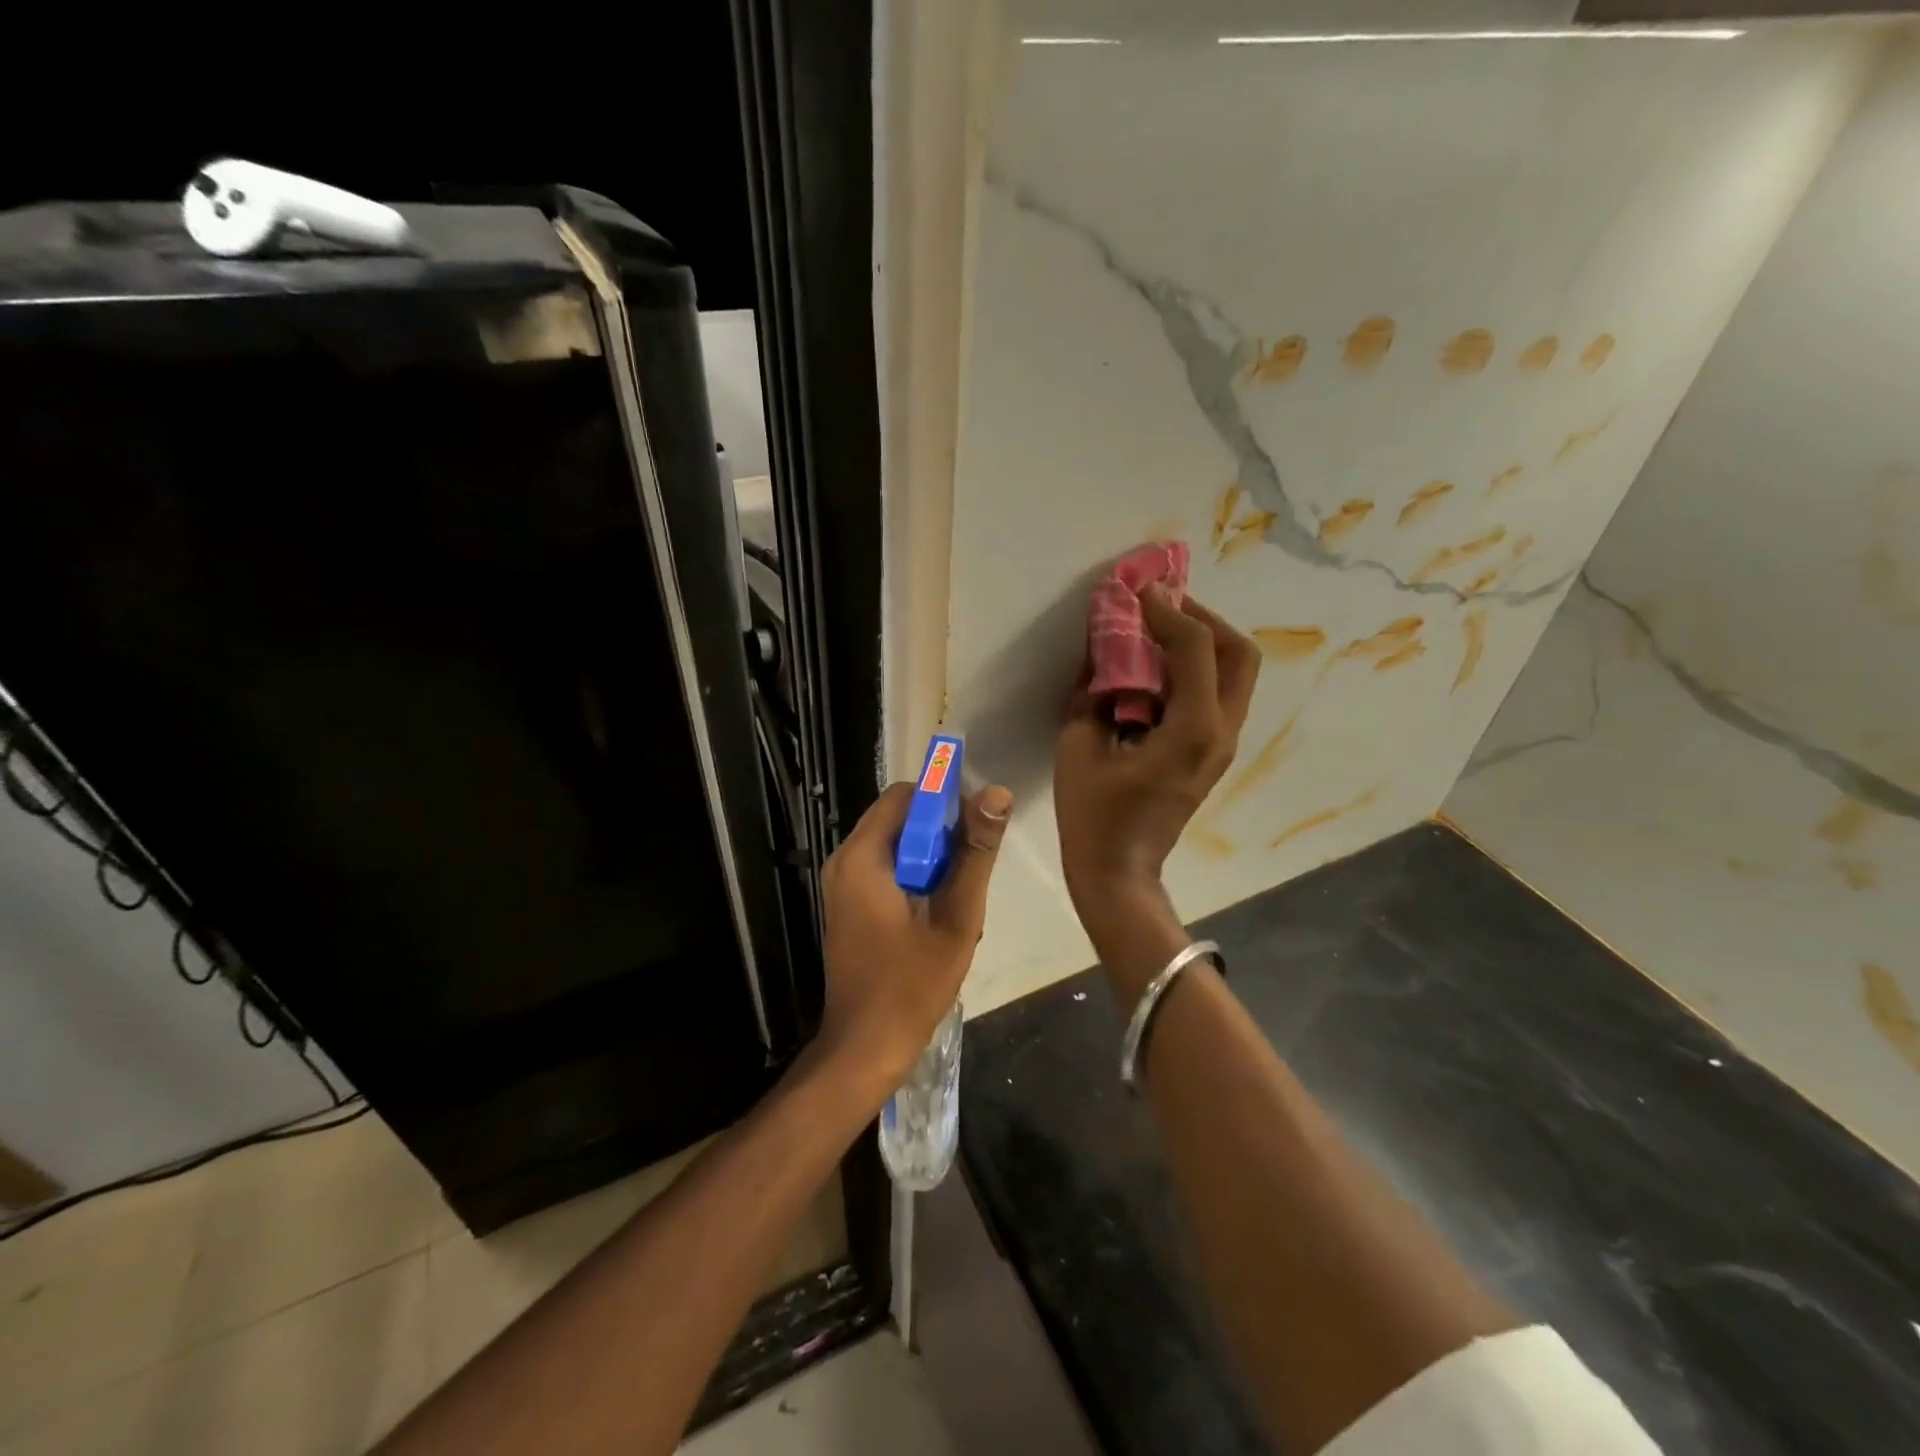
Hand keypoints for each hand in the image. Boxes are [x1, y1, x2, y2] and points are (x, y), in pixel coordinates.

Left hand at [816, 779, 1013, 1092]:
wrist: (866, 1047)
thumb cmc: (912, 984)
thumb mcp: (957, 916)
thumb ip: (976, 852)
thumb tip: (997, 793)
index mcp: (863, 857)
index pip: (905, 795)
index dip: (944, 799)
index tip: (977, 824)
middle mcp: (845, 861)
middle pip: (899, 818)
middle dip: (940, 832)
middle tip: (971, 866)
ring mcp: (843, 884)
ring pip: (896, 844)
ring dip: (931, 858)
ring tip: (958, 894)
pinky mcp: (848, 904)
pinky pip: (886, 868)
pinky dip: (915, 876)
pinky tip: (938, 911)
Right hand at [1054, 587, 1259, 950]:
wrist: (1119, 872)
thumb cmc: (1093, 814)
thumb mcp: (1078, 745)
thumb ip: (1091, 691)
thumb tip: (1101, 651)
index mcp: (1192, 729)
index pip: (1195, 647)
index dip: (1168, 610)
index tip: (1140, 590)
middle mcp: (1221, 731)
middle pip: (1239, 654)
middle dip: (1203, 618)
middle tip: (1163, 606)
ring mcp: (1223, 745)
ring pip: (1235, 674)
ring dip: (1203, 643)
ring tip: (1159, 630)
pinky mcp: (1213, 754)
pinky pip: (1218, 695)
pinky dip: (1197, 669)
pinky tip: (1158, 668)